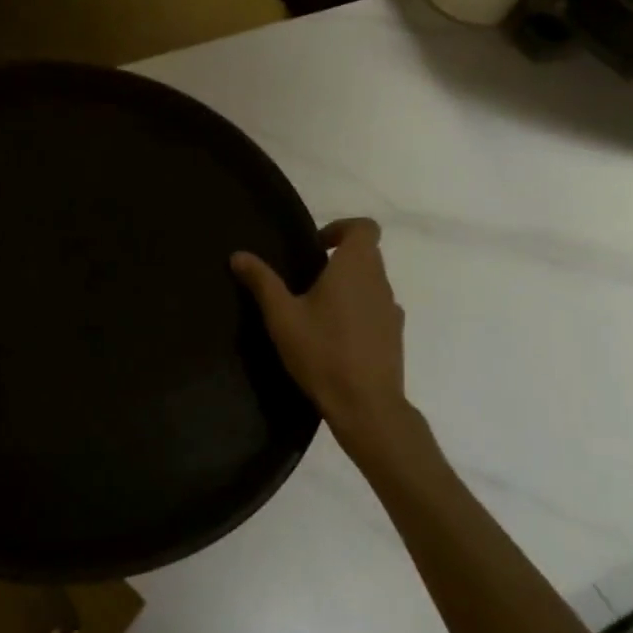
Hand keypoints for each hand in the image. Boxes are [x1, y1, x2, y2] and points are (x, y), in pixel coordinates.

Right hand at [233, 219, 430, 469]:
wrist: (366, 405)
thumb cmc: (322, 352)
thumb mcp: (282, 316)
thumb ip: (261, 281)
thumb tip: (238, 255)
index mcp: (355, 268)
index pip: (364, 227)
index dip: (340, 228)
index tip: (315, 247)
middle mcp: (379, 282)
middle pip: (367, 254)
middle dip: (338, 259)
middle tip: (305, 279)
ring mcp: (391, 310)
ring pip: (371, 283)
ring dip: (348, 286)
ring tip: (316, 310)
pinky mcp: (394, 336)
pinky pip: (376, 309)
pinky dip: (358, 311)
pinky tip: (334, 336)